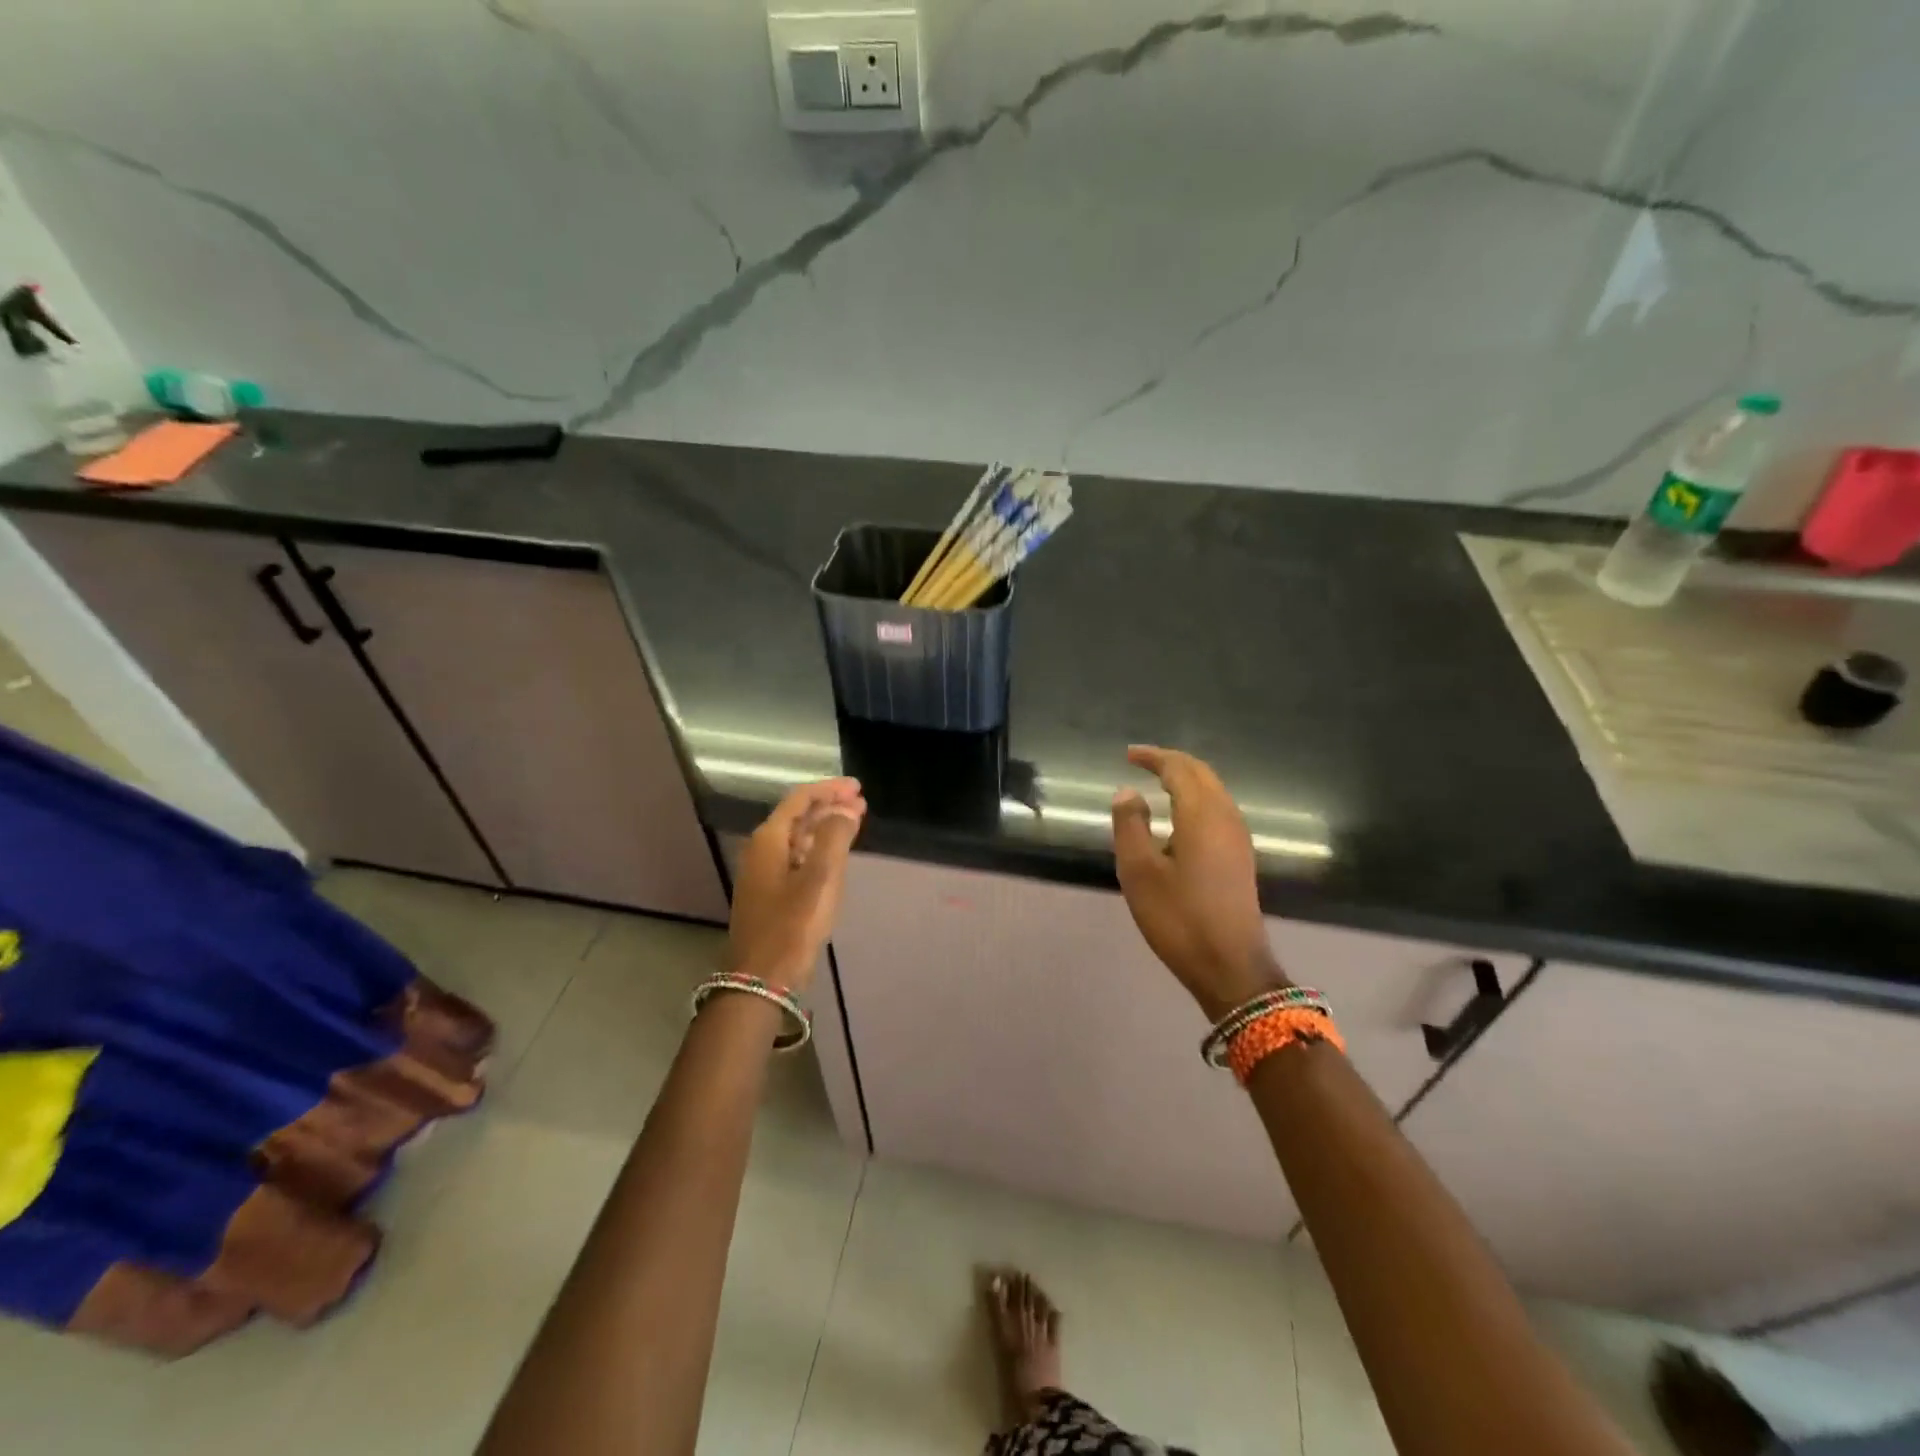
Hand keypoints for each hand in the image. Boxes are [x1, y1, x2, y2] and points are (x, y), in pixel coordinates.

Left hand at [726, 778, 866, 994]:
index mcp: (769, 840)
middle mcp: (762, 850)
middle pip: (798, 816)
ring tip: (854, 822)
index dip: (829, 789)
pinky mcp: (770, 892)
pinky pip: (796, 857)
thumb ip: (835, 837)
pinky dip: (818, 848)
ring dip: (825, 826)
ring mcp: (764, 872)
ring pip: (798, 837)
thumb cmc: (792, 925)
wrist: (762, 978)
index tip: (858, 787)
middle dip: (830, 806)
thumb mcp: (821, 878)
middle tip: (861, 802)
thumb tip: (846, 809)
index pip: (800, 799)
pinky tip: (835, 854)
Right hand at [1111, 746, 1286, 1020]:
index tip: (1129, 755)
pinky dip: (1197, 799)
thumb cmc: (1179, 917)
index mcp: (1201, 815)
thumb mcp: (1139, 871)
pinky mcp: (1241, 857)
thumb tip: (1128, 791)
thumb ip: (1130, 825)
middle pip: (1202, 774)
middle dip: (1173, 762)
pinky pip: (1219, 810)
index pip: (1179, 769)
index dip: (1154, 757)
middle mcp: (1226, 817)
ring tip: (1158, 783)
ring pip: (1214, 791)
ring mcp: (1238, 838)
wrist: (1230, 966)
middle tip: (1143, 761)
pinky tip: (1180, 817)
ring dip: (1187, 779)